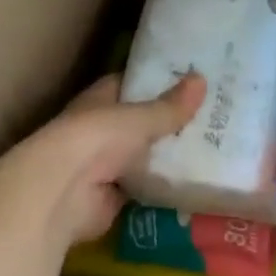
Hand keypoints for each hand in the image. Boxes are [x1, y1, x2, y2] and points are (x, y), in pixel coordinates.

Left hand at [0, 72, 207, 247]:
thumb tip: (202, 79)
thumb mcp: (139, 118)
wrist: (62, 193)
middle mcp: (101, 129)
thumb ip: (169, 106)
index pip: (131, 84)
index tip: (191, 78)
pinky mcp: (113, 197)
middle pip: (140, 122)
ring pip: (144, 155)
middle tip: (214, 115)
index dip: (157, 81)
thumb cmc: (96, 139)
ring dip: (168, 155)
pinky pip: (146, 187)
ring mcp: (106, 165)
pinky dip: (165, 186)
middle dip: (170, 121)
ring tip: (214, 147)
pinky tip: (196, 181)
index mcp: (100, 99)